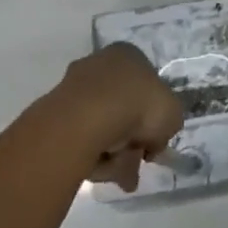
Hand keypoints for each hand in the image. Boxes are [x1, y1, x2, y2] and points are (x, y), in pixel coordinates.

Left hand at [51, 43, 184, 192]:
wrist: (86, 120)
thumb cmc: (139, 105)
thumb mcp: (173, 114)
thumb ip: (168, 124)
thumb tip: (153, 141)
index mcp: (129, 54)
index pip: (146, 84)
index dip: (153, 114)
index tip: (153, 139)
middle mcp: (100, 64)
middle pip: (122, 107)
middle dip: (131, 139)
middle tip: (137, 160)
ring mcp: (74, 87)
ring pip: (102, 126)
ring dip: (113, 152)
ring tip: (119, 173)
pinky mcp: (54, 112)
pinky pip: (80, 137)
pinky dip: (91, 155)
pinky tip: (99, 168)